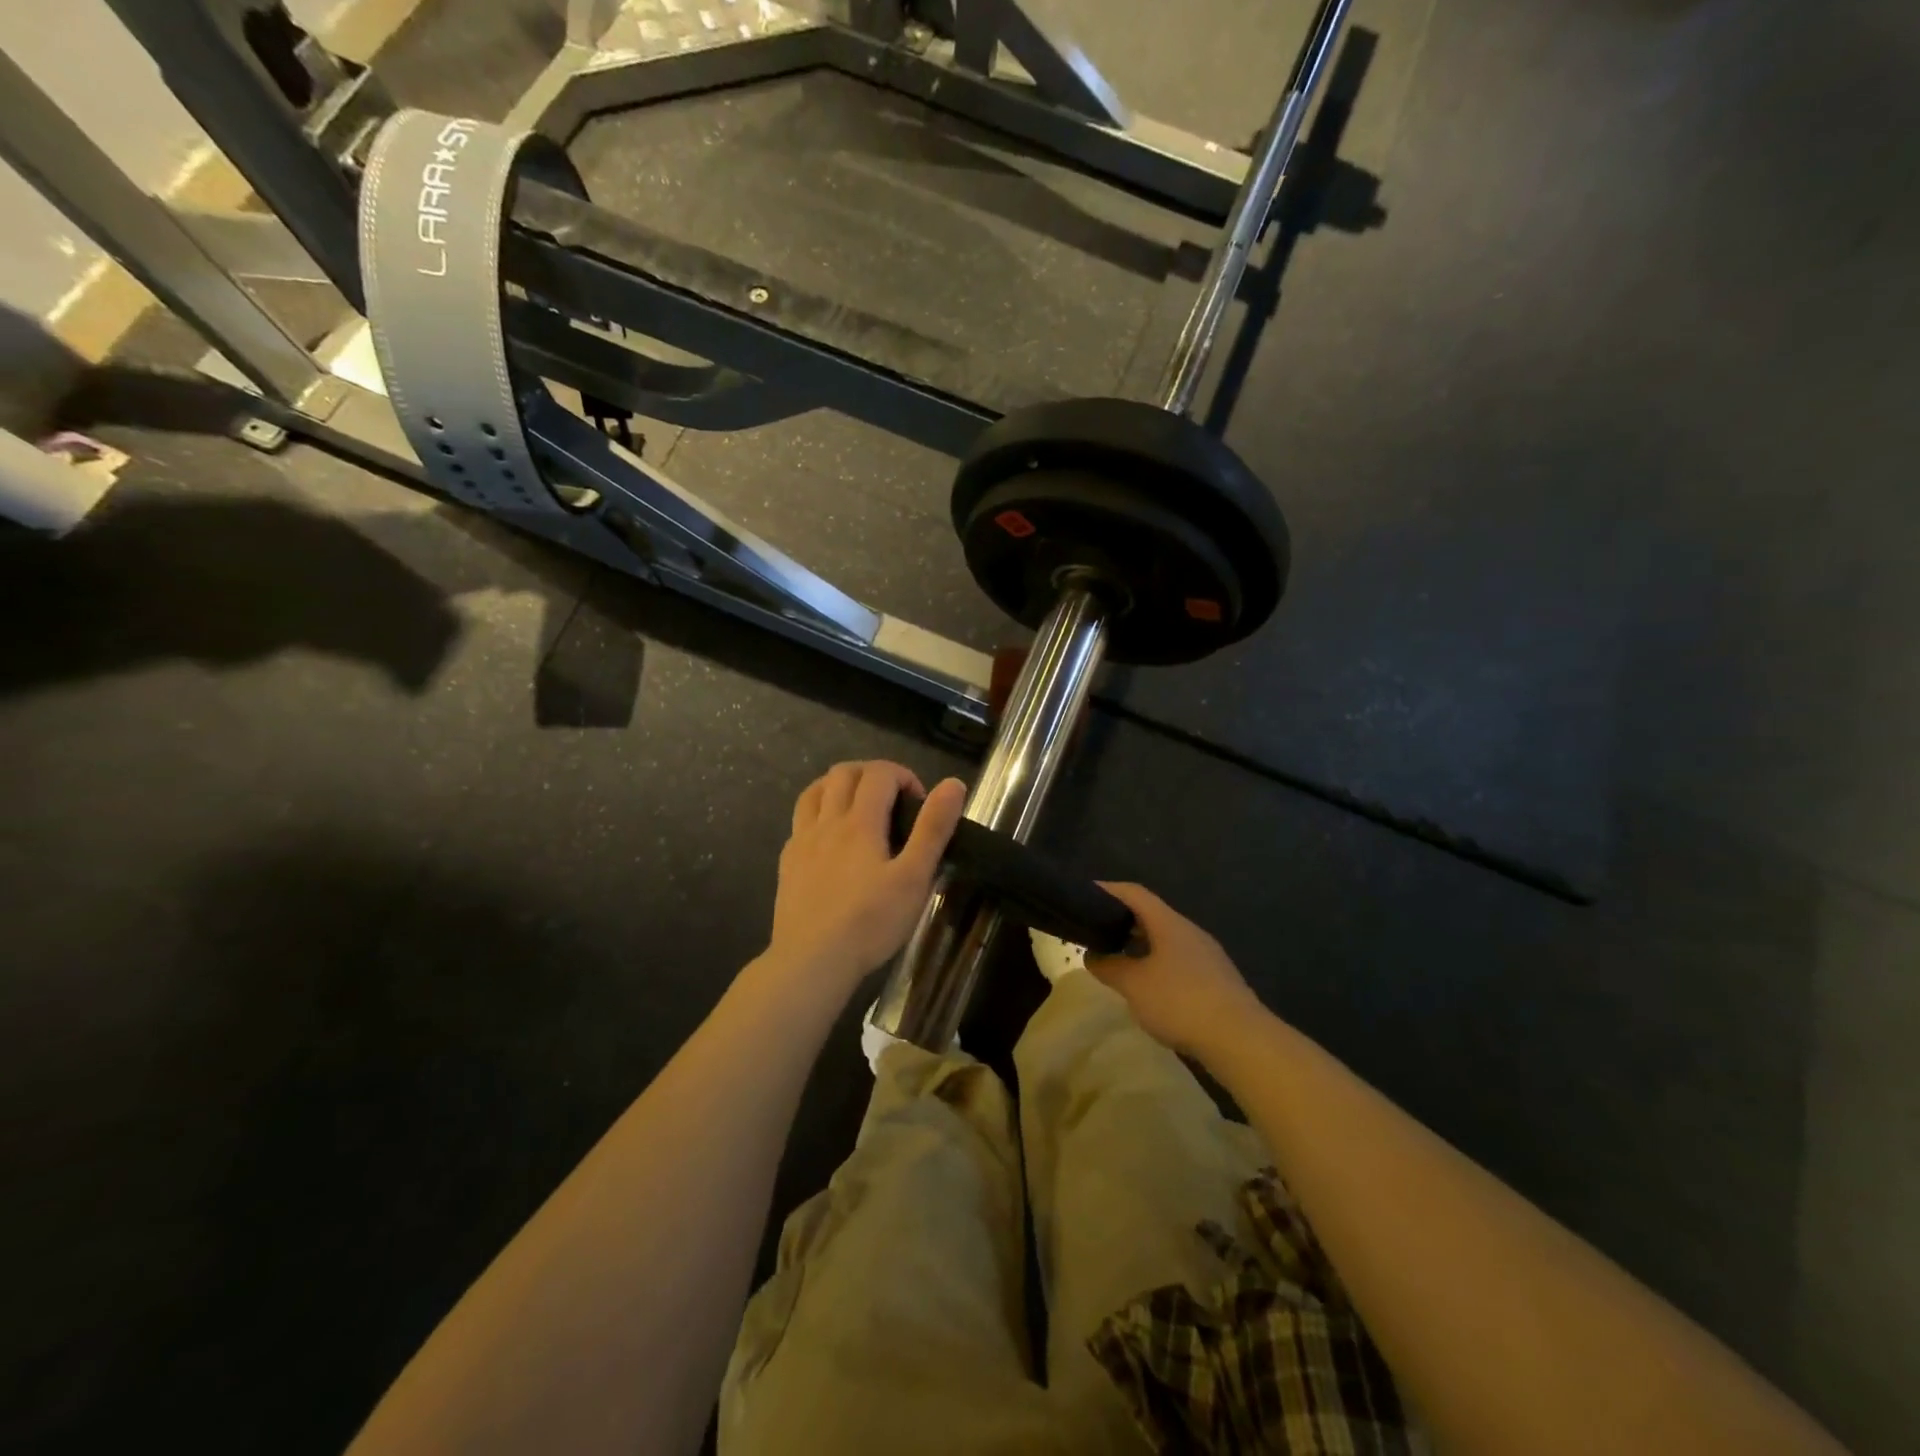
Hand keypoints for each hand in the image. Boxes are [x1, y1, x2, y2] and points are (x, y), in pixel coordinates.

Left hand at [765, 761, 967, 995]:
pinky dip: (818, 813)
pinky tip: (829, 838)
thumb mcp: (914, 877)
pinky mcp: (787, 864)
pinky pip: (800, 821)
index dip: (903, 775)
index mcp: (860, 822)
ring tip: (859, 806)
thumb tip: (953, 784)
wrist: (812, 961)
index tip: (919, 802)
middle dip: (871, 773)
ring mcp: (802, 842)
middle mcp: (827, 822)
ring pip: (814, 791)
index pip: (879, 774)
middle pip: (843, 773)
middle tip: (893, 799)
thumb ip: (933, 829)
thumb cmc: (870, 921)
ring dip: (839, 786)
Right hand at [1087, 884, 1263, 1059]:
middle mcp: (1189, 931)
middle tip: (1095, 930)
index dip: (1108, 889)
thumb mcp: (1134, 985)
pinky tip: (1147, 985)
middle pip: (1151, 915)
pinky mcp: (1216, 979)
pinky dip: (1156, 963)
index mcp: (1169, 923)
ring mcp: (1206, 955)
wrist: (1240, 1039)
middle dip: (1122, 920)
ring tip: (1117, 958)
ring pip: (1166, 939)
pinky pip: (1178, 960)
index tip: (1084, 894)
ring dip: (1139, 944)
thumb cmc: (1180, 1002)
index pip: (1134, 893)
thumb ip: (1109, 966)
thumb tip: (1091, 955)